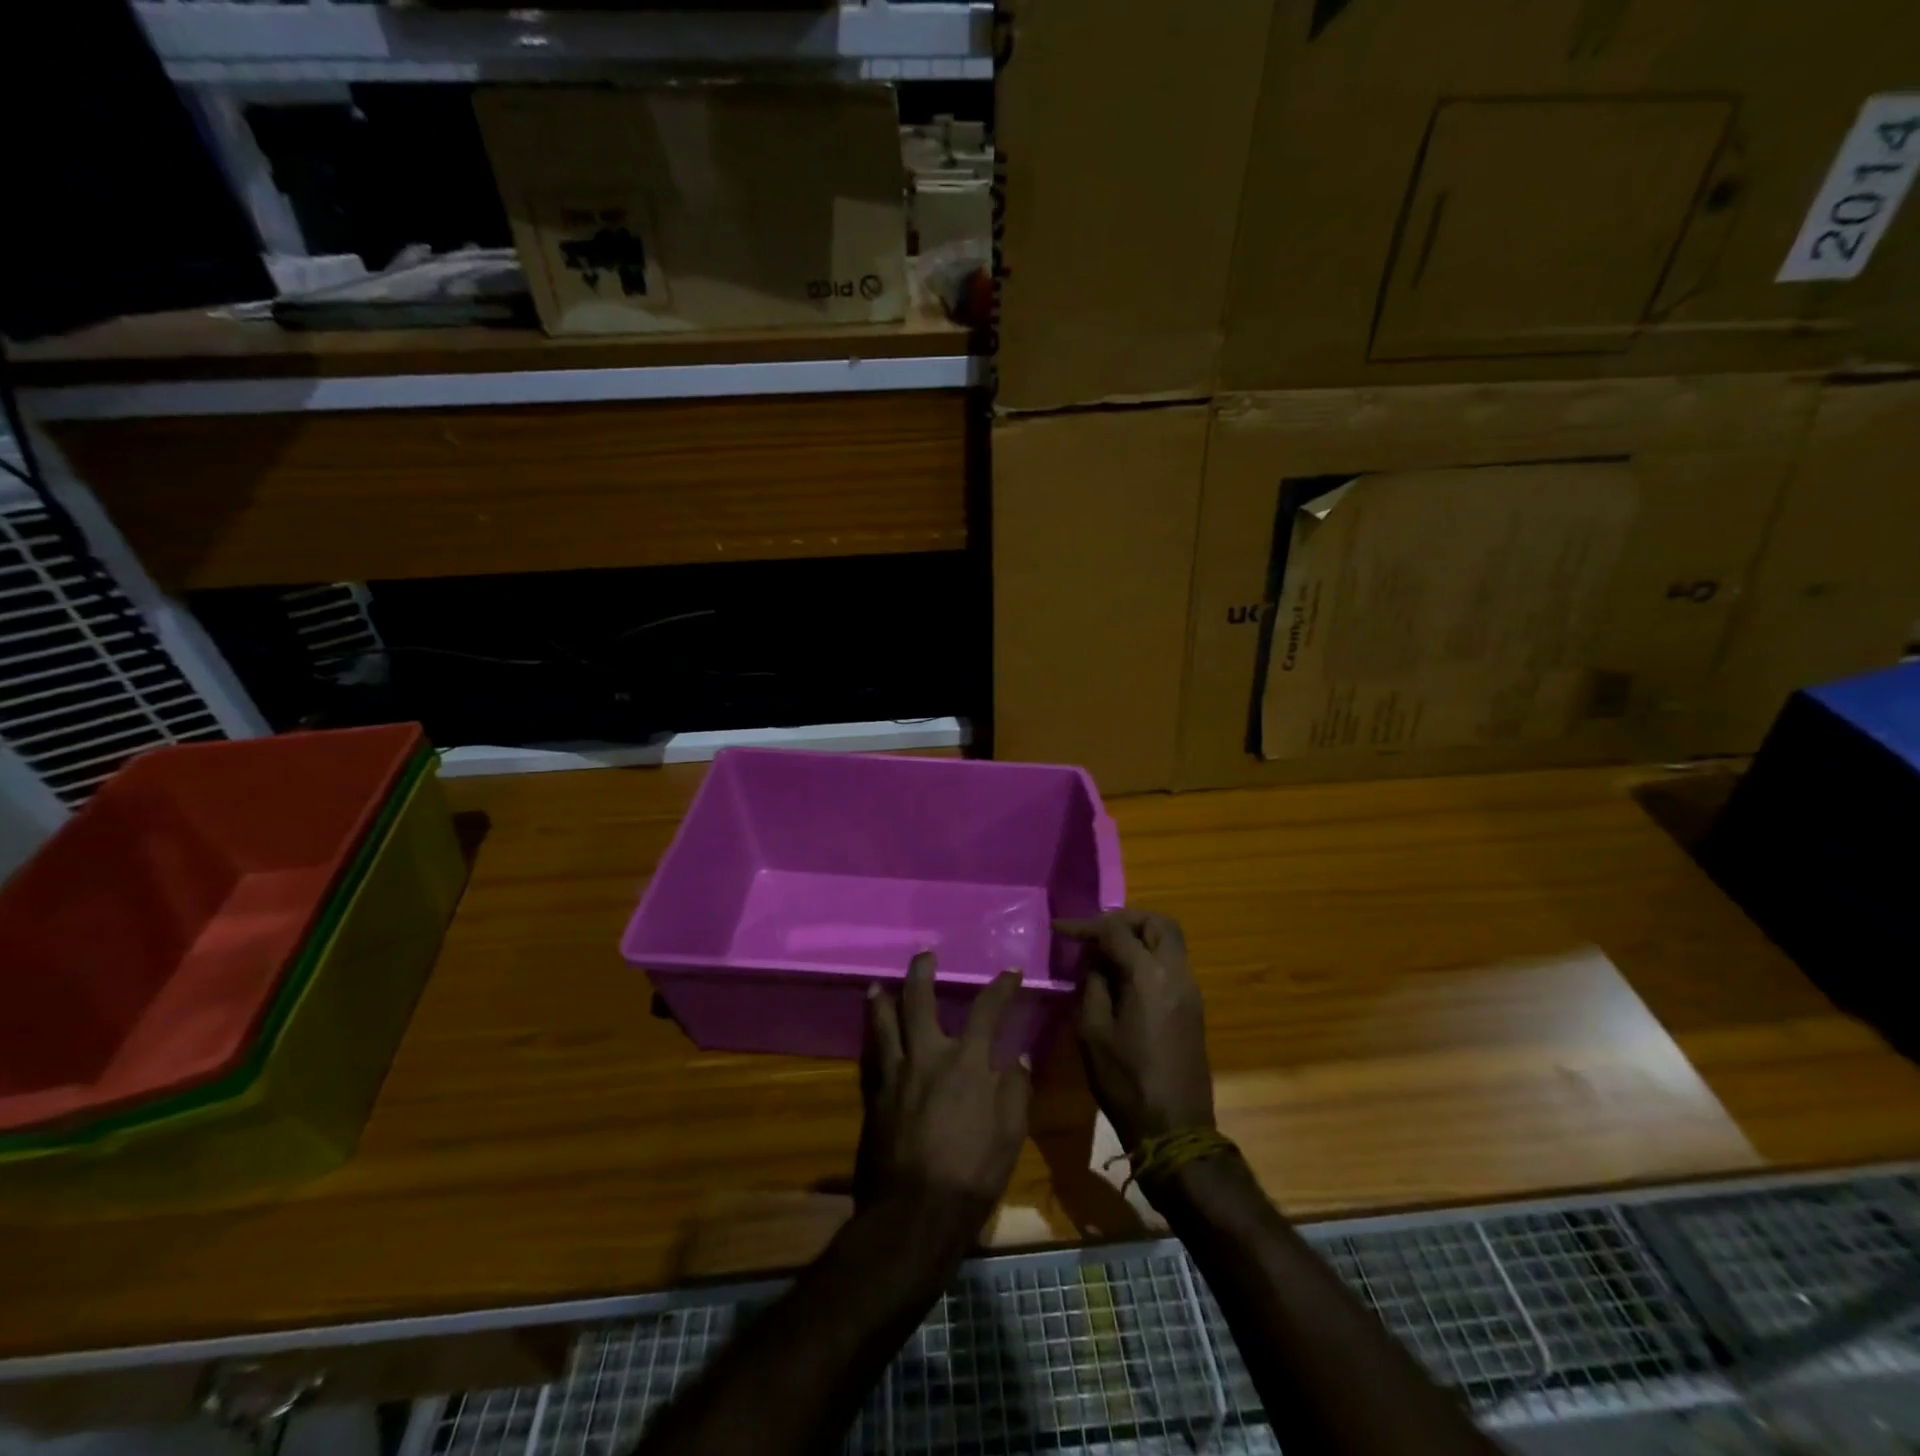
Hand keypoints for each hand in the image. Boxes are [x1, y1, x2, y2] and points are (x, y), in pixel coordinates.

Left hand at [857, 953, 1032, 1213]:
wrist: (915, 1212)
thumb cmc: (972, 1174)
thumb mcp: (1010, 1135)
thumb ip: (1015, 1091)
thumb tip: (1018, 1058)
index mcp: (967, 1063)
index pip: (987, 1010)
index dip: (1001, 987)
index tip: (1011, 973)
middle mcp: (928, 1056)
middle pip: (919, 1001)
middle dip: (922, 973)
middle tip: (924, 956)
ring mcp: (896, 1074)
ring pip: (884, 1023)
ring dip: (882, 999)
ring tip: (877, 985)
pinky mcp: (875, 1096)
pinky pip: (871, 1056)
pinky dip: (871, 1040)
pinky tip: (870, 1038)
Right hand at [1057, 910, 1214, 1150]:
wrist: (1175, 1129)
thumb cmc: (1126, 1082)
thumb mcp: (1092, 1032)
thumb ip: (1093, 985)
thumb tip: (1096, 962)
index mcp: (1149, 976)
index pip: (1117, 930)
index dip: (1086, 925)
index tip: (1060, 929)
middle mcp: (1176, 973)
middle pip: (1158, 922)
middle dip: (1124, 919)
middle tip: (1095, 931)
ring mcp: (1190, 990)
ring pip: (1170, 941)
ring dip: (1139, 935)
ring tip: (1105, 950)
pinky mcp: (1193, 1006)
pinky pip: (1172, 962)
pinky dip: (1149, 955)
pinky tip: (1123, 974)